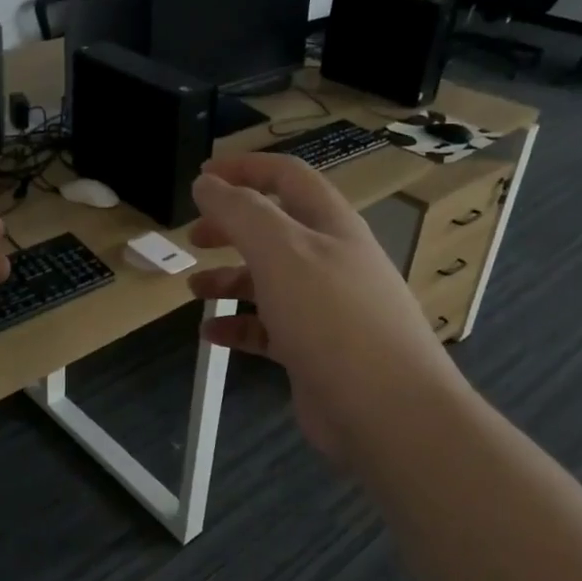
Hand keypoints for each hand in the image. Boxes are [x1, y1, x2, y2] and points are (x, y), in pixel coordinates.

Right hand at [187, 154, 461, 463]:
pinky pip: (268, 328)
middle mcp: (330, 260)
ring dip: (229, 278)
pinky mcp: (313, 350)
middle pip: (274, 228)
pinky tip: (212, 333)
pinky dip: (239, 325)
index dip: (244, 168)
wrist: (387, 411)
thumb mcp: (281, 251)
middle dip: (231, 227)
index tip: (201, 177)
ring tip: (195, 289)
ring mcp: (324, 308)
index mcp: (330, 225)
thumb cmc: (332, 318)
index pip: (286, 177)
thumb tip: (206, 184)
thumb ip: (240, 211)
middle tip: (194, 236)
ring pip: (269, 280)